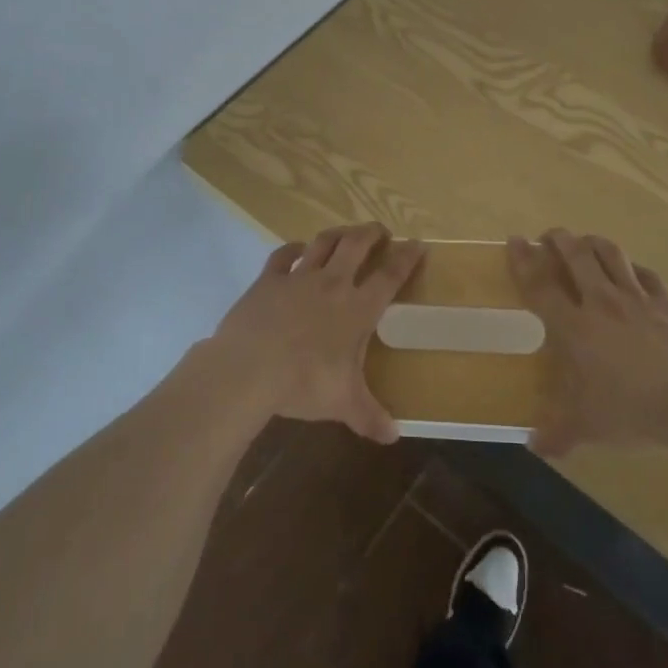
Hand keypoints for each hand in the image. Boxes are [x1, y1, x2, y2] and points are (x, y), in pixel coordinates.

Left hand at [210, 223, 423, 443]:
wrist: (249, 368)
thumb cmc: (304, 383)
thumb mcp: (343, 403)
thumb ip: (369, 416)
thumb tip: (393, 437)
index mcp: (357, 308)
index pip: (390, 275)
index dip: (406, 257)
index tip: (417, 245)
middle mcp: (332, 284)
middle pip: (357, 245)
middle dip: (372, 233)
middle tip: (381, 230)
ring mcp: (298, 277)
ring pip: (323, 242)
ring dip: (338, 233)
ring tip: (346, 232)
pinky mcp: (268, 279)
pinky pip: (283, 254)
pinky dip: (293, 248)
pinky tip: (297, 249)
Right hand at [507, 229, 667, 457]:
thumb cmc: (633, 411)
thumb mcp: (588, 428)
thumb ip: (558, 434)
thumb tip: (534, 446)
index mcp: (575, 327)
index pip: (540, 285)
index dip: (524, 260)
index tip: (515, 240)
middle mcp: (602, 302)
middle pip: (575, 256)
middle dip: (558, 239)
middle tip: (548, 237)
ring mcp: (638, 298)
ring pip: (610, 254)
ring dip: (592, 242)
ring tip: (584, 242)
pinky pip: (645, 273)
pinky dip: (631, 266)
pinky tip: (630, 270)